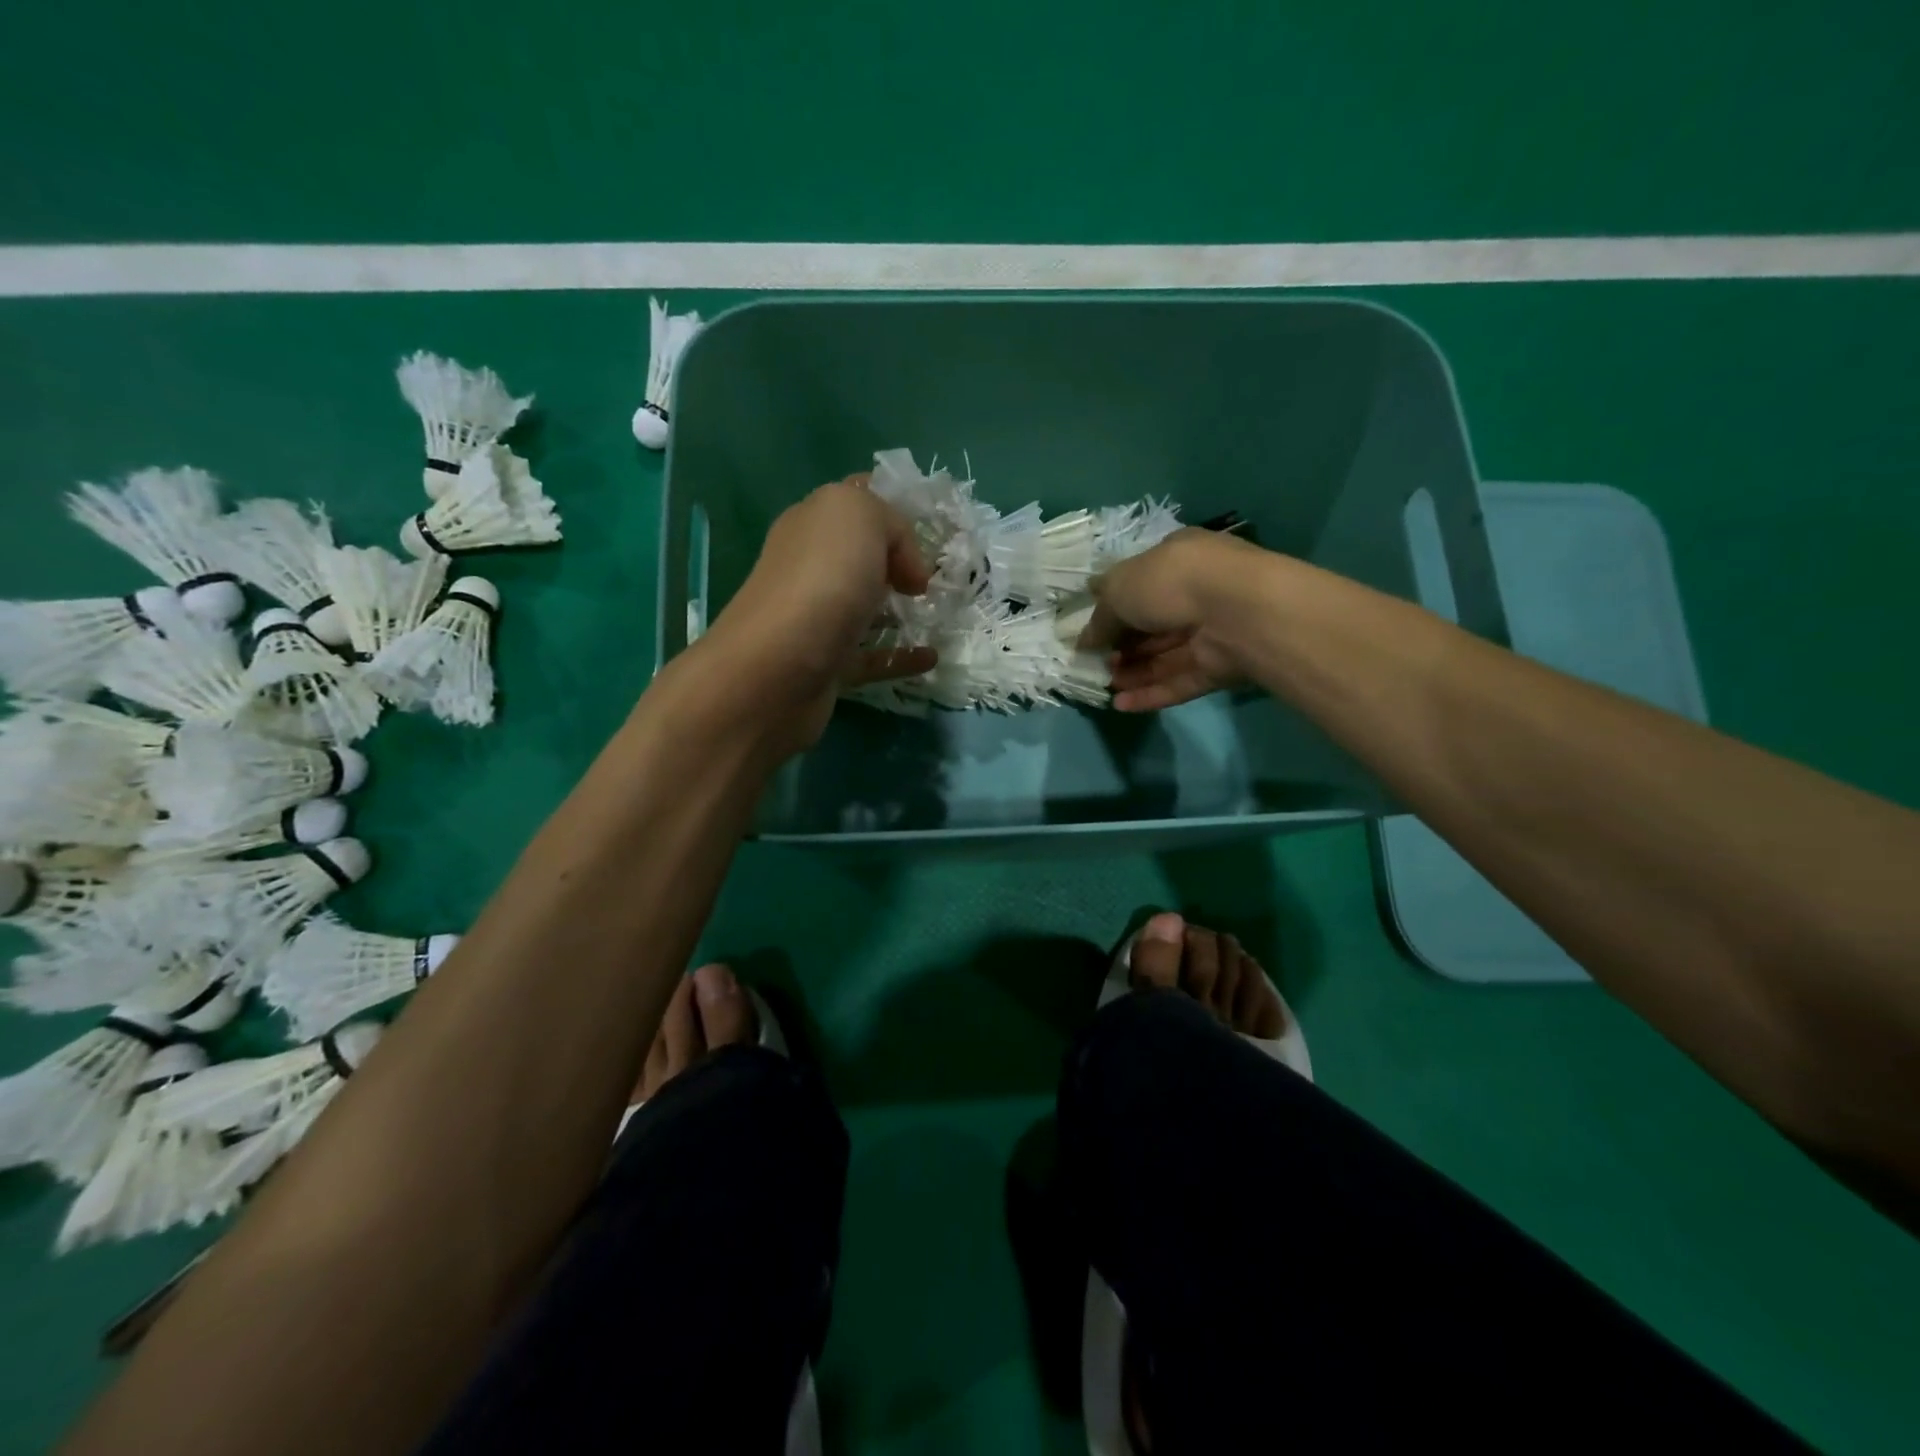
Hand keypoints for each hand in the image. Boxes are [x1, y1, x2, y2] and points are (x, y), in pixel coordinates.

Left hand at [702, 476, 936, 748]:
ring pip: (864, 607)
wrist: (778, 669)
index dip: (891, 507)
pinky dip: (901, 657)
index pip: (854, 501)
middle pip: (860, 556)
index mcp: (812, 523)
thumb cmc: (822, 579)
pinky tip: (931, 657)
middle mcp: (810, 567)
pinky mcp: (827, 665)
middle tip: (940, 575)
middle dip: (899, 562)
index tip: (931, 530)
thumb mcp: (860, 515)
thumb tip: (907, 570)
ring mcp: (817, 619)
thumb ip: (891, 522)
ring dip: (900, 610)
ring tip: (940, 614)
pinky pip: (871, 657)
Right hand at [1091, 528, 1264, 711]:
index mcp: (1176, 559)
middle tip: (1095, 661)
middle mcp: (1197, 592)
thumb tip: (1083, 639)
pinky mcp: (1222, 667)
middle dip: (1122, 645)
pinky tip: (1121, 705)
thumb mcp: (1119, 588)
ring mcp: (1213, 631)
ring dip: (1134, 672)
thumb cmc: (1171, 582)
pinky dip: (1152, 693)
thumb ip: (1100, 616)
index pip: (1141, 582)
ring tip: (1105, 685)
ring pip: (1166, 656)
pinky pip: (1181, 681)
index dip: (1114, 607)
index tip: (1091, 630)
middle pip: (1153, 623)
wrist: (1235, 611)